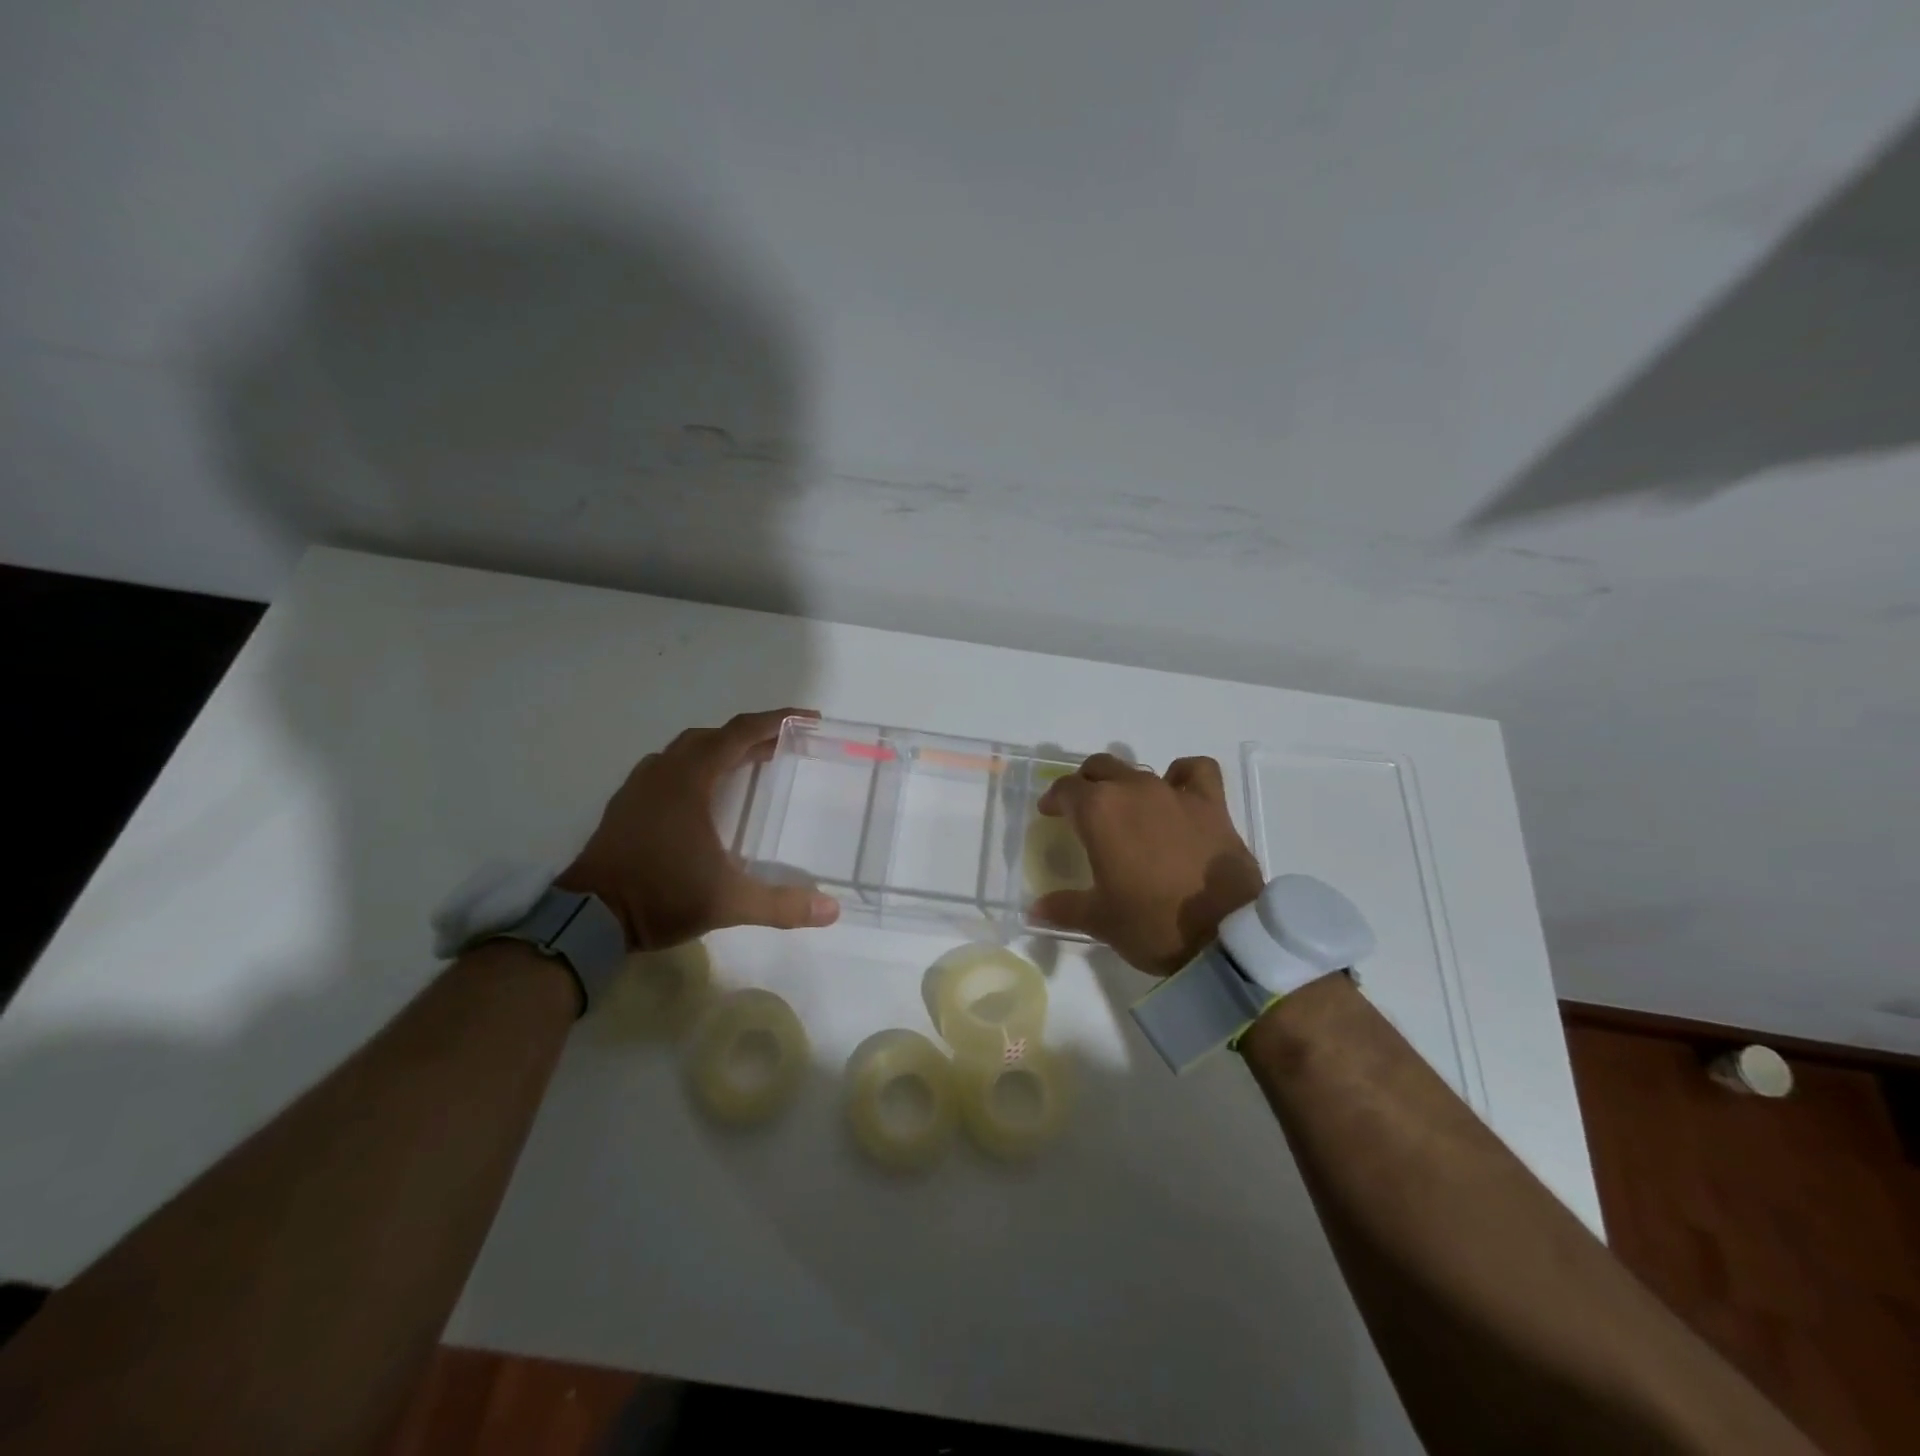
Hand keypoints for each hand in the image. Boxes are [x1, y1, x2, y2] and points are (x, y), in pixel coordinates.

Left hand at [557, 708, 840, 949]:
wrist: (586, 919)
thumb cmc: (660, 896)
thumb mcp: (728, 902)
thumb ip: (781, 905)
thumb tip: (832, 911)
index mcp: (689, 780)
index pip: (740, 733)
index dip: (777, 721)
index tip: (808, 720)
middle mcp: (663, 773)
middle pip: (713, 737)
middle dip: (751, 736)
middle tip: (783, 747)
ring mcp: (639, 788)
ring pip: (686, 751)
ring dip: (720, 750)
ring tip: (748, 765)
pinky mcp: (625, 806)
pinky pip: (667, 769)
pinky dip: (695, 768)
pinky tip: (704, 796)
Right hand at [1030, 753, 1263, 975]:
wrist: (1224, 937)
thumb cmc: (1152, 924)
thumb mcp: (1100, 920)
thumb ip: (1063, 907)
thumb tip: (1035, 909)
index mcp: (1099, 812)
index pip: (1066, 790)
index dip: (1053, 799)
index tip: (1049, 813)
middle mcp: (1134, 790)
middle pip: (1100, 769)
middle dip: (1086, 784)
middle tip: (1083, 810)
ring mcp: (1175, 794)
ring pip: (1139, 770)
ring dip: (1125, 783)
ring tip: (1126, 808)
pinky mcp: (1212, 805)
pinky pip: (1195, 771)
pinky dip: (1182, 775)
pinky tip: (1177, 792)